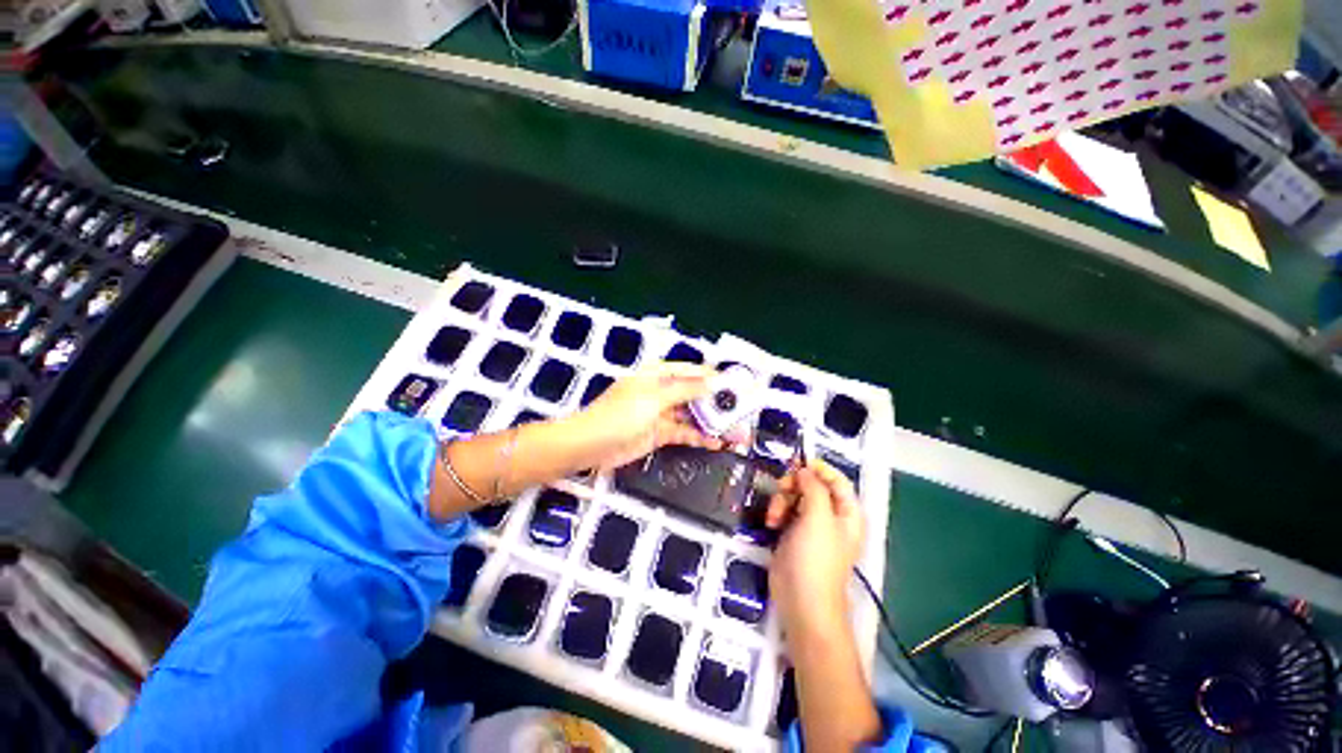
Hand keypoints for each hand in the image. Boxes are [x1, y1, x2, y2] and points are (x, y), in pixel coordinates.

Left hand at [571, 362, 727, 471]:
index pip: (692, 371)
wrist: (590, 446)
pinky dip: (700, 437)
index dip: (714, 377)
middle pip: (696, 394)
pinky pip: (685, 433)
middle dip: (718, 403)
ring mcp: (662, 413)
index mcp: (658, 375)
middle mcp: (662, 391)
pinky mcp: (660, 434)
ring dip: (713, 423)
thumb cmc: (619, 415)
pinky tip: (718, 443)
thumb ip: (685, 390)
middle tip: (743, 412)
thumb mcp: (654, 398)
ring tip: (737, 432)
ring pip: (693, 415)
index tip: (737, 385)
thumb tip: (712, 381)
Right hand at [766, 461, 865, 641]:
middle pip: (811, 485)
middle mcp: (830, 516)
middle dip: (794, 485)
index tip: (797, 464)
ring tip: (774, 516)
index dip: (818, 468)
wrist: (802, 600)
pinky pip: (784, 510)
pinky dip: (776, 512)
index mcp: (846, 512)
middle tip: (782, 489)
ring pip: (794, 496)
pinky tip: (771, 523)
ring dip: (781, 500)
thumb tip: (805, 470)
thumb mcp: (818, 517)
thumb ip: (813, 487)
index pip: (836, 480)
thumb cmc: (816, 557)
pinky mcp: (792, 533)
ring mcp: (810, 524)